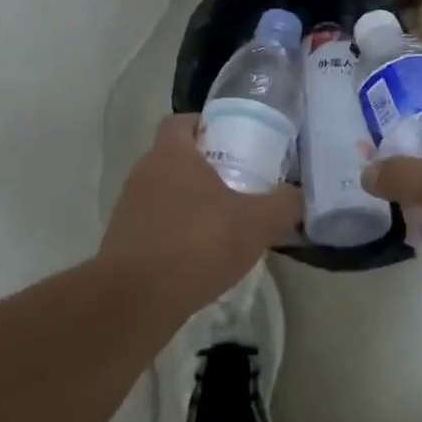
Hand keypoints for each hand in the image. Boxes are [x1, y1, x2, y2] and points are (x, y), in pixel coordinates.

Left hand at [99, 115, 302, 314]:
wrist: (136, 300)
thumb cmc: (197, 244)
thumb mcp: (257, 223)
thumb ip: (284, 205)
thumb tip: (298, 196)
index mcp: (171, 154)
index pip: (181, 121)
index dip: (205, 125)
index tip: (232, 141)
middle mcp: (144, 173)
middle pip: (175, 157)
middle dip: (204, 167)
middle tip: (238, 183)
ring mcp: (129, 208)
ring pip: (164, 192)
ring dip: (189, 202)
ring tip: (222, 223)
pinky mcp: (123, 241)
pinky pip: (155, 225)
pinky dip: (175, 232)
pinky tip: (200, 256)